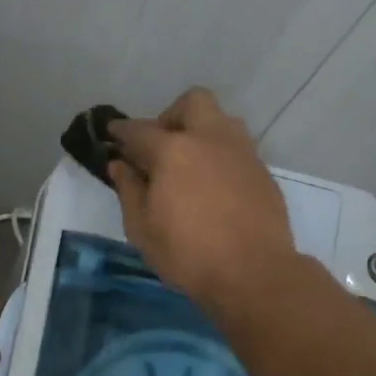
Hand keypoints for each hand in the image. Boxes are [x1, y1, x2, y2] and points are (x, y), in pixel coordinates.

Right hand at [107, 88, 297, 309]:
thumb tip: (120, 165)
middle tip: (161, 147)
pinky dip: (220, 156)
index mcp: (173, 150)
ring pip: (221, 121)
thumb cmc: (188, 254)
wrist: (254, 274)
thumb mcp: (142, 229)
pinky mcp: (262, 171)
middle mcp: (210, 139)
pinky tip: (213, 186)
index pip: (139, 130)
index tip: (112, 135)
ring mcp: (241, 152)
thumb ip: (129, 190)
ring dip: (201, 132)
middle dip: (171, 116)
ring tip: (189, 165)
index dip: (121, 131)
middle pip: (192, 102)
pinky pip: (237, 148)